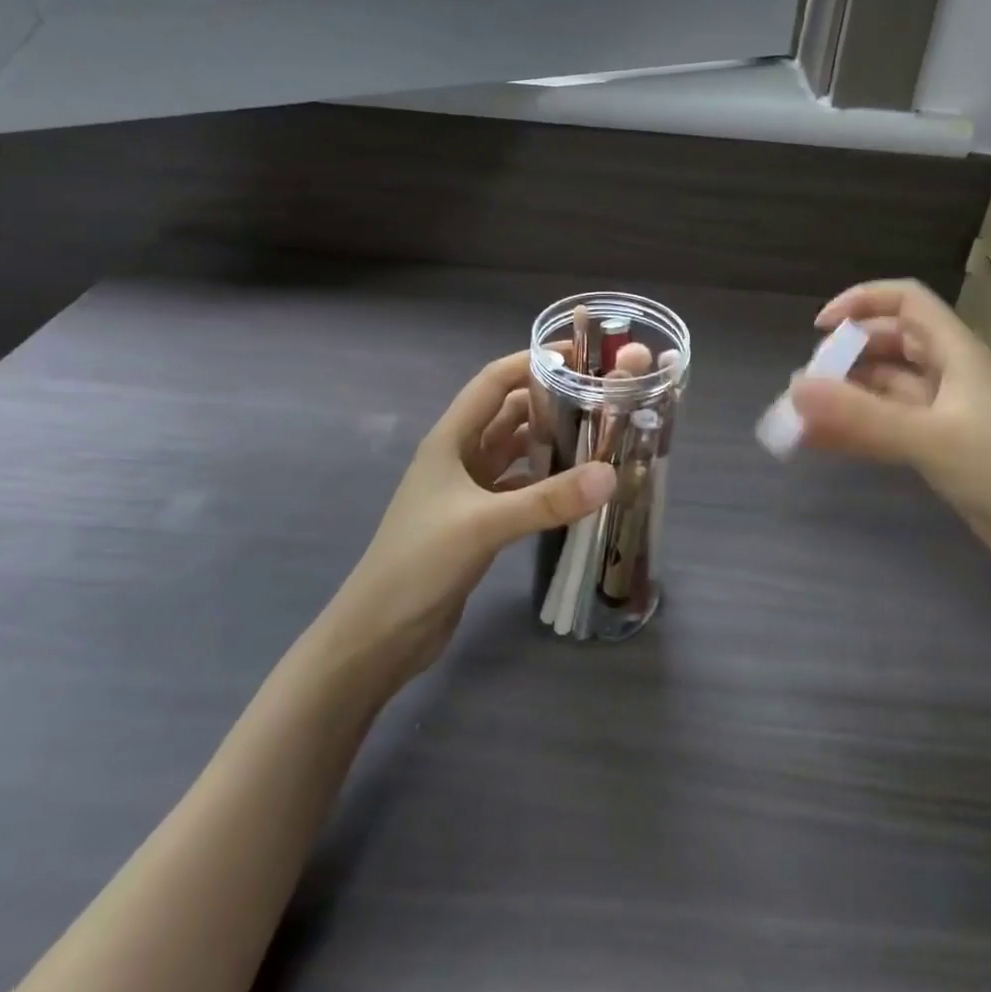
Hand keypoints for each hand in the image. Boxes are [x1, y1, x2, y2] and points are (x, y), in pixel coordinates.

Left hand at [325, 352, 615, 684]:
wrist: (380, 634)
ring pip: (517, 451)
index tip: (579, 357)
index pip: (493, 382)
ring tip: (600, 438)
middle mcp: (460, 456)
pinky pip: (519, 486)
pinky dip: (545, 481)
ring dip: (551, 442)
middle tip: (602, 401)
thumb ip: (547, 500)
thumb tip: (610, 475)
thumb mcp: (484, 524)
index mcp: (451, 439)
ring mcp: (468, 490)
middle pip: (510, 414)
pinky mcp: (478, 521)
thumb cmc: (419, 563)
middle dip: (551, 402)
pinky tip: (577, 488)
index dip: (531, 362)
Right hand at [788, 279, 990, 585]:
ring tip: (798, 419)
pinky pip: (888, 429)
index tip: (820, 329)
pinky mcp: (941, 451)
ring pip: (883, 392)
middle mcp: (948, 376)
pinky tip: (820, 445)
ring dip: (844, 399)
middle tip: (806, 387)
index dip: (862, 302)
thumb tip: (795, 388)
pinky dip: (855, 432)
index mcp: (956, 353)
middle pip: (888, 345)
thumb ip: (863, 416)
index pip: (905, 302)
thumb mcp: (933, 440)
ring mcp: (944, 416)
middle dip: (845, 358)